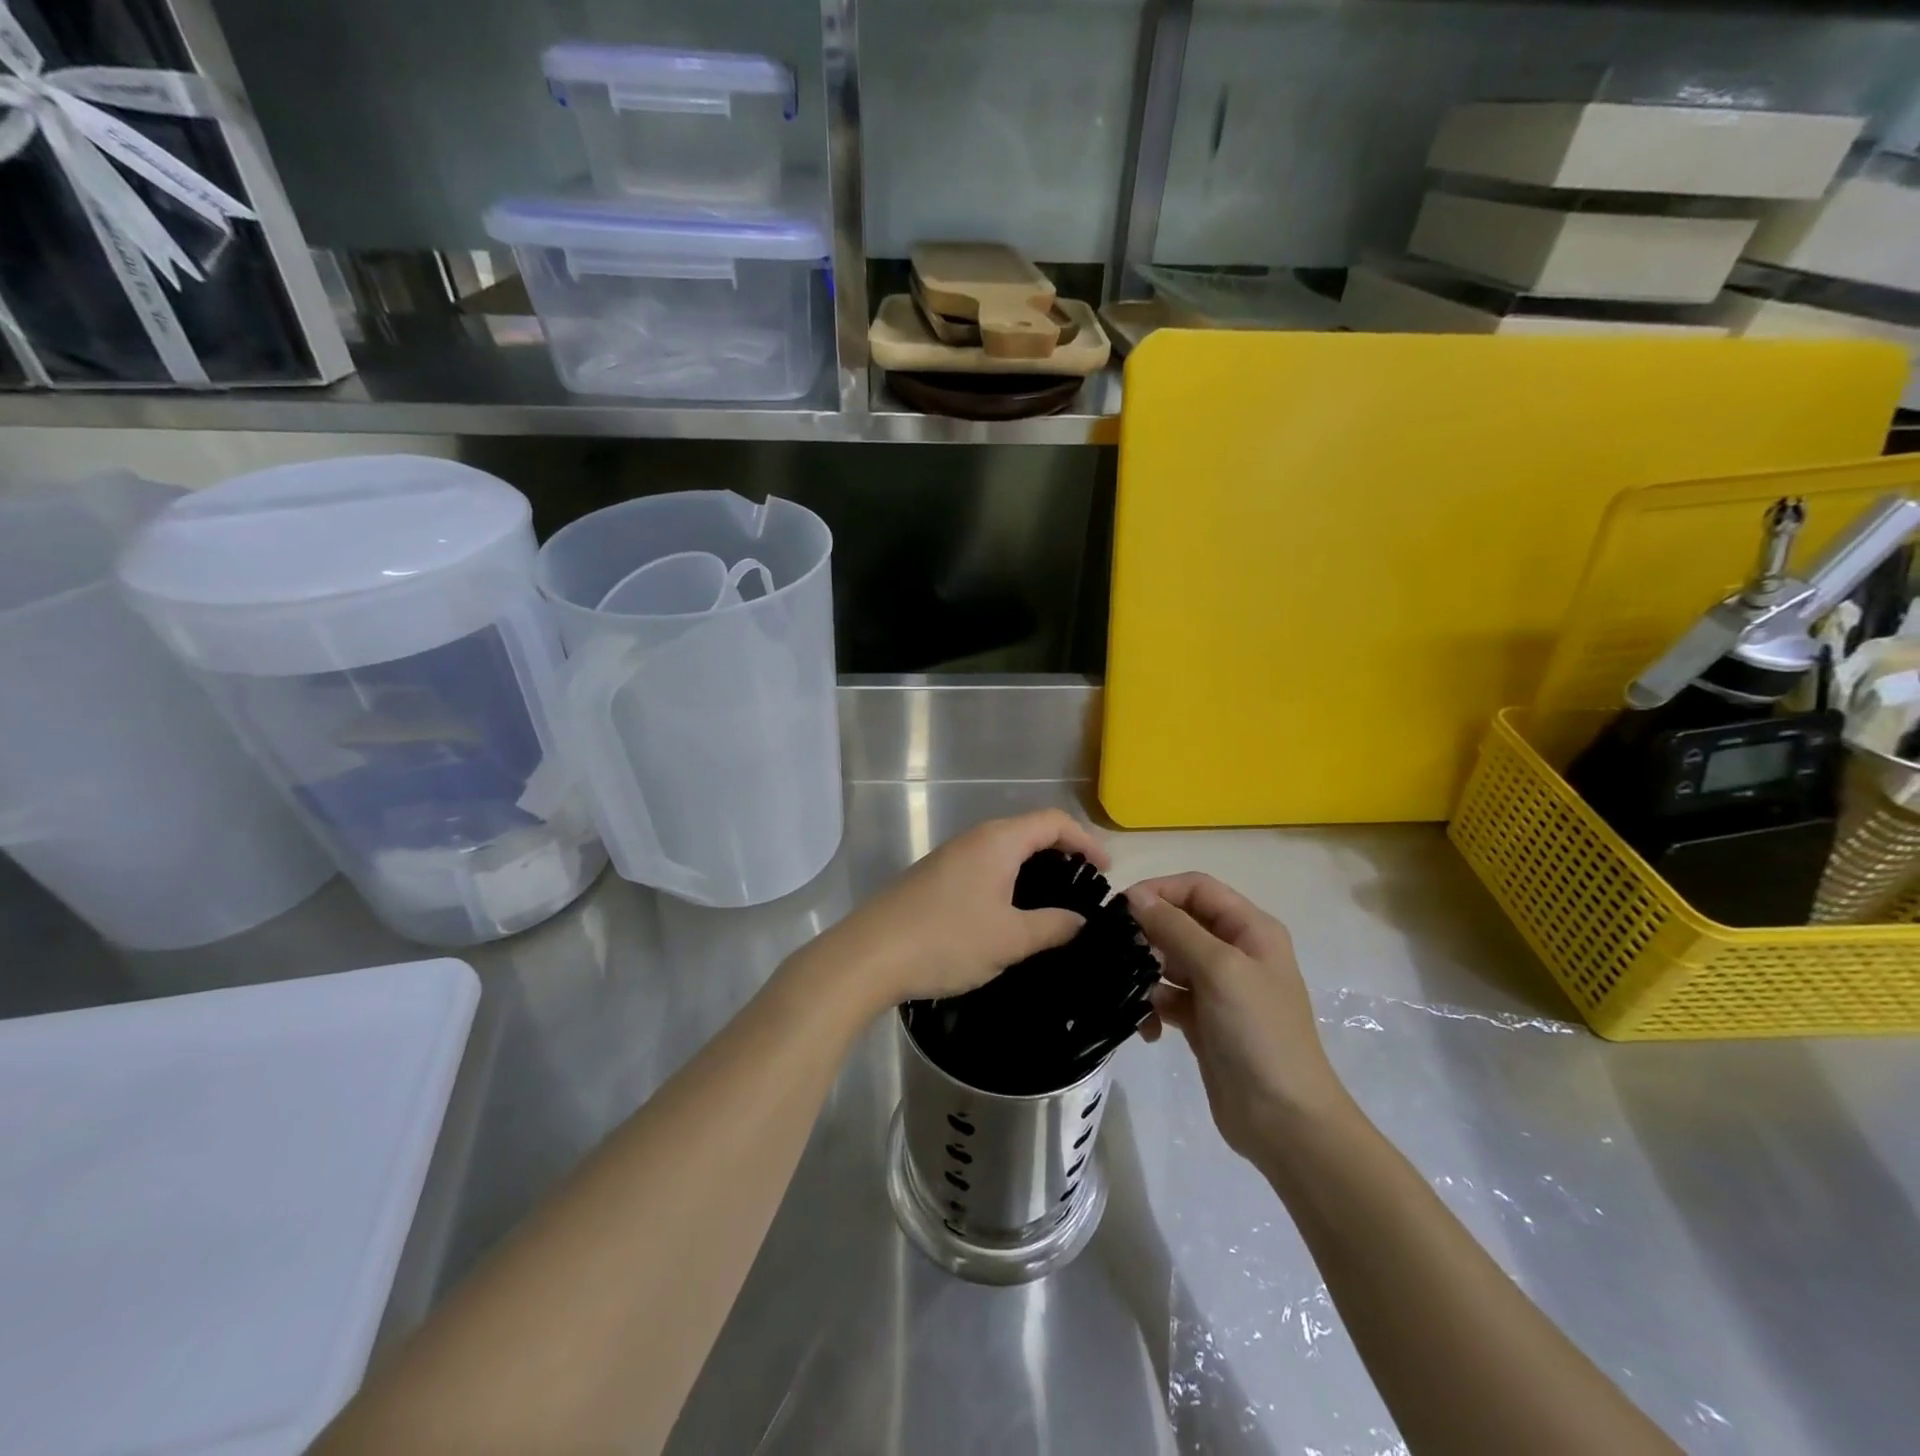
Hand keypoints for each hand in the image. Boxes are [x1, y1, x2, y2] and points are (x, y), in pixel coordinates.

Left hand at [800, 810, 1108, 1013]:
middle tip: (1085, 889)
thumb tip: (1080, 920)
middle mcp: (975, 839)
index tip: (1106, 872)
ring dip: (1034, 871)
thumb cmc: (947, 940)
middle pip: (1029, 832)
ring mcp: (951, 857)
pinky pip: (985, 868)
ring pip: (1005, 852)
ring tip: (1055, 906)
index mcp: (998, 841)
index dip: (1085, 841)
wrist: (870, 955)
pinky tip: (1012, 916)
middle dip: (1063, 854)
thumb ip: (1052, 926)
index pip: (1053, 821)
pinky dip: (1010, 882)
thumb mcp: (1010, 938)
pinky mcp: (935, 879)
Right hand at [1127, 873, 1347, 1162]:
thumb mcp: (1220, 970)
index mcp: (1250, 930)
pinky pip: (1167, 997)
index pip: (1197, 888)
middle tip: (1119, 954)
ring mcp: (1218, 988)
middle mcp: (1235, 951)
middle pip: (1179, 922)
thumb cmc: (1258, 1033)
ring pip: (1168, 960)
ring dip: (1146, 973)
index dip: (1159, 891)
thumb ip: (1175, 928)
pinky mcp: (1202, 1020)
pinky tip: (1149, 1030)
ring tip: (1132, 994)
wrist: (1284, 1120)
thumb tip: (1134, 896)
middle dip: (1148, 935)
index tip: (1121, 910)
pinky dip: (1153, 1007)